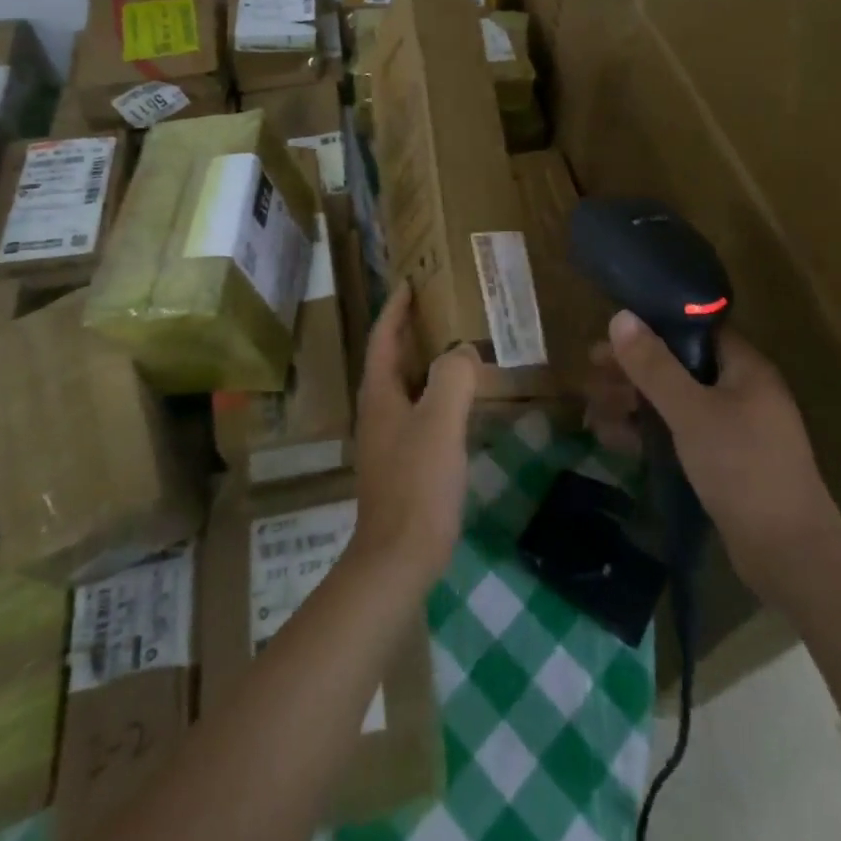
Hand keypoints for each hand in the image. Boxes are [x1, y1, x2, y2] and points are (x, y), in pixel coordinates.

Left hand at [349, 282, 478, 588]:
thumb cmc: (417, 483)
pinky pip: (419, 412)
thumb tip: (462, 351)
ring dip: (425, 362)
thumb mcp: (439, 421)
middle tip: (440, 308)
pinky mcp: (402, 463)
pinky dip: (436, 394)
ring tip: (456, 346)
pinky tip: (461, 402)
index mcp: (379, 394)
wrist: (399, 558)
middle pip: (392, 359)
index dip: (395, 308)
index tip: (409, 282)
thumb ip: (452, 377)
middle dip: (411, 330)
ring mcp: (388, 439)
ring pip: (407, 386)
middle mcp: (378, 411)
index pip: (383, 337)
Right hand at [585, 311, 840, 594]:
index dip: (653, 327)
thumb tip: (620, 316)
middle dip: (634, 371)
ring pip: (676, 404)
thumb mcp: (691, 411)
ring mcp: (735, 431)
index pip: (696, 330)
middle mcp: (743, 393)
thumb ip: (654, 366)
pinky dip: (648, 434)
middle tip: (592, 375)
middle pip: (680, 367)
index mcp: (746, 369)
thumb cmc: (742, 468)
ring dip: (634, 404)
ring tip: (592, 409)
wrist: (790, 556)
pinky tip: (612, 439)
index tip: (612, 334)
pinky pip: (680, 435)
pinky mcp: (724, 464)